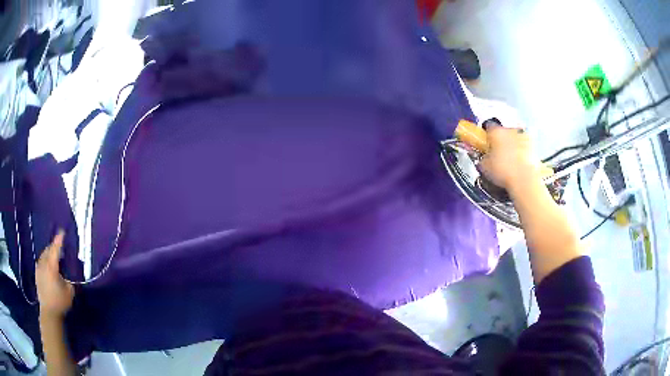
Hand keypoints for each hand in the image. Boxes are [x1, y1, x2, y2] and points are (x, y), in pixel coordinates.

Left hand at [36, 231, 74, 319]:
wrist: (49, 312)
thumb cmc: (60, 302)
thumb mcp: (69, 291)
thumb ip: (68, 280)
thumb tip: (67, 274)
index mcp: (52, 266)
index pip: (55, 249)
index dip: (59, 240)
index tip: (62, 232)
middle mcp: (44, 264)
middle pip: (48, 250)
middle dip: (53, 247)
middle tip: (58, 246)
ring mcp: (39, 268)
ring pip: (43, 255)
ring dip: (48, 253)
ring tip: (53, 255)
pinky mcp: (37, 274)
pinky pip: (41, 262)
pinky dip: (44, 260)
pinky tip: (47, 265)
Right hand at [479, 126, 538, 191]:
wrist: (524, 180)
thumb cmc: (502, 170)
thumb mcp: (484, 167)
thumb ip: (483, 158)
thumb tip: (484, 158)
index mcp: (496, 131)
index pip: (488, 127)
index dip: (487, 135)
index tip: (486, 144)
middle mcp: (510, 129)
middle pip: (504, 131)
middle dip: (501, 140)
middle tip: (498, 153)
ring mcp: (523, 137)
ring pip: (515, 138)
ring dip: (513, 145)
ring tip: (510, 160)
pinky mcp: (533, 147)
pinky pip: (525, 147)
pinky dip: (522, 153)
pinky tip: (519, 165)